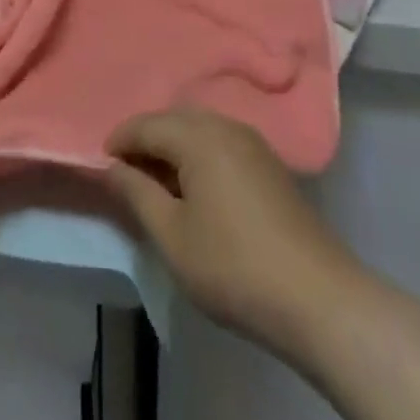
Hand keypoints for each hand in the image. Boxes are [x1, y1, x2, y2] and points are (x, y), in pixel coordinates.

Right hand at [106, 109, 350, 358]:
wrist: (318, 299)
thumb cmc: (234, 266)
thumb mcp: (172, 236)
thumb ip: (137, 194)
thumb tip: (113, 167)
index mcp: (198, 136)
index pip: (146, 124)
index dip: (120, 141)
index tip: (102, 165)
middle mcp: (225, 126)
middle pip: (174, 120)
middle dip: (146, 141)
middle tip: (127, 175)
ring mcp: (252, 142)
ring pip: (199, 130)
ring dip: (174, 148)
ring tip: (159, 185)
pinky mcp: (269, 163)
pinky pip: (221, 142)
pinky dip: (199, 155)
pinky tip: (196, 189)